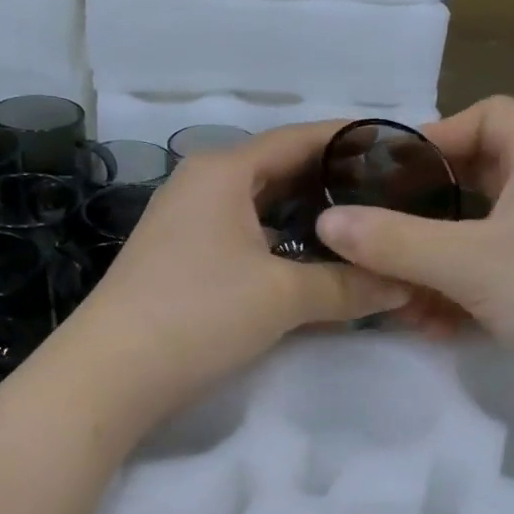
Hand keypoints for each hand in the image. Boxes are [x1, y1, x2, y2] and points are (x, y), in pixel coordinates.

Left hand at [66, 121, 409, 432]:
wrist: (110, 375)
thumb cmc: (198, 315)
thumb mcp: (282, 298)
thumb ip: (347, 285)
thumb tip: (403, 284)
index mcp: (224, 171)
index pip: (300, 138)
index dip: (352, 141)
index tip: (400, 150)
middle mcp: (202, 184)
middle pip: (281, 170)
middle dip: (335, 182)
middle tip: (392, 195)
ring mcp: (187, 222)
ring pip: (262, 207)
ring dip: (308, 217)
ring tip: (363, 229)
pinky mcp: (182, 259)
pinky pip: (245, 237)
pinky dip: (281, 245)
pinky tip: (313, 264)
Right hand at [312, 96, 513, 435]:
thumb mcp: (469, 261)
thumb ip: (394, 240)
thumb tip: (327, 220)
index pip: (492, 115)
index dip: (443, 129)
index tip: (395, 166)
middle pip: (469, 180)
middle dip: (420, 204)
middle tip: (372, 224)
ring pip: (464, 238)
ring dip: (424, 261)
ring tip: (387, 288)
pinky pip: (472, 282)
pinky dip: (444, 297)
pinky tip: (422, 324)